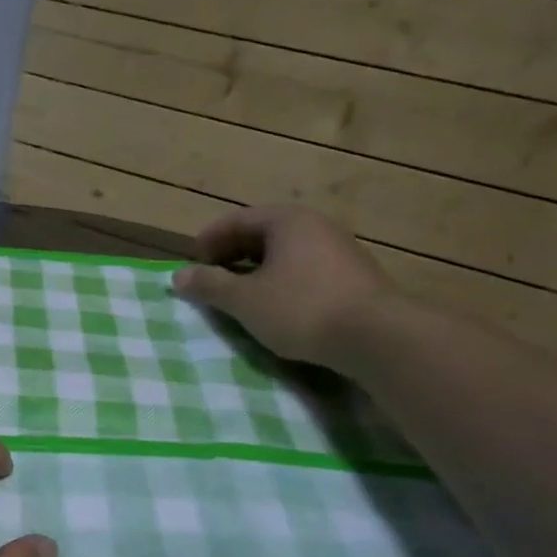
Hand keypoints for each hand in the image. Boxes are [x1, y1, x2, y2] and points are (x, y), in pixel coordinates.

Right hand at [172, 205, 396, 370]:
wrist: (377, 337)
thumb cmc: (301, 308)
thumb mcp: (244, 299)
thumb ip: (209, 285)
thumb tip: (178, 276)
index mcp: (287, 221)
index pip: (237, 220)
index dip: (209, 240)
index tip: (193, 264)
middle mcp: (316, 226)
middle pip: (263, 234)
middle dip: (232, 255)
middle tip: (212, 279)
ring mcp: (340, 251)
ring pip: (286, 254)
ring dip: (257, 271)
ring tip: (240, 296)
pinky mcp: (355, 278)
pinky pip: (306, 271)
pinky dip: (282, 282)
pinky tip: (276, 307)